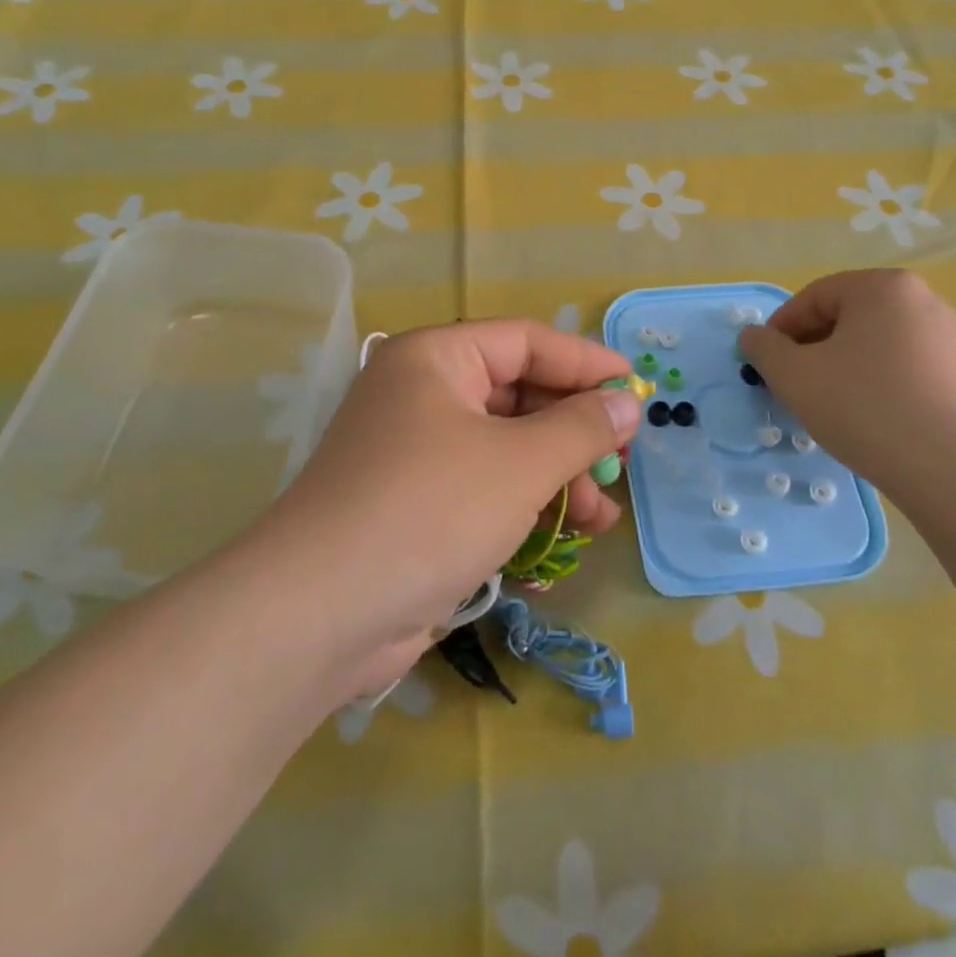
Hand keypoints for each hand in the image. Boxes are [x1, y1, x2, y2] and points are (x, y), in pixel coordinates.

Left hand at [248, 319, 641, 697]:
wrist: (319, 615)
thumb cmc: (430, 510)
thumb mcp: (520, 463)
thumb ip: (581, 428)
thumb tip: (627, 404)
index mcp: (436, 359)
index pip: (526, 342)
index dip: (586, 363)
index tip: (635, 390)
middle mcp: (422, 395)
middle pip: (518, 397)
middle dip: (574, 434)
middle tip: (621, 464)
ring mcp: (416, 454)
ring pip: (506, 450)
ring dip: (556, 480)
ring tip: (601, 519)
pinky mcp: (415, 507)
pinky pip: (484, 491)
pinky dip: (522, 510)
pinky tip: (560, 545)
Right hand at [739, 269, 955, 499]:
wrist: (949, 467)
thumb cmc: (863, 406)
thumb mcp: (794, 375)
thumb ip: (764, 348)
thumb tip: (753, 336)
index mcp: (882, 286)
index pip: (814, 297)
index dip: (780, 329)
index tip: (765, 364)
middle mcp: (920, 299)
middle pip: (845, 316)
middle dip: (810, 348)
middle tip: (791, 384)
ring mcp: (945, 335)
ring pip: (871, 342)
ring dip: (839, 365)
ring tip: (824, 403)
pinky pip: (899, 364)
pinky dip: (872, 380)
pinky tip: (862, 414)